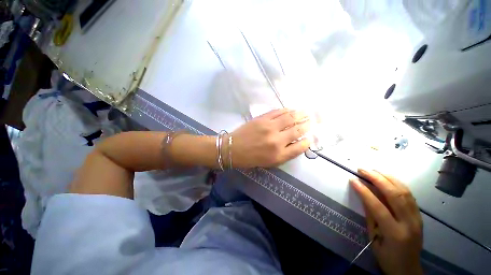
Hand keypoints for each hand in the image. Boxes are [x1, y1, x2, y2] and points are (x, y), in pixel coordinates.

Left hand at [231, 109, 310, 167]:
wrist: (233, 149)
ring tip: (306, 112)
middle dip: (307, 125)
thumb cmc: (251, 158)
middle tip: (312, 120)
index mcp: (278, 155)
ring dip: (300, 114)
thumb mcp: (270, 162)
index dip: (307, 141)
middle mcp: (276, 140)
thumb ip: (285, 153)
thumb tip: (297, 143)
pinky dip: (286, 110)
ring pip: (290, 118)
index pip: (299, 147)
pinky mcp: (262, 119)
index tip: (310, 137)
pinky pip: (278, 112)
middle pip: (297, 130)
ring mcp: (269, 127)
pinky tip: (291, 109)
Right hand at [350, 169, 423, 274]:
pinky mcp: (419, 215)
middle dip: (377, 179)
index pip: (378, 207)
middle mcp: (409, 223)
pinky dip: (398, 183)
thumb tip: (363, 195)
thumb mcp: (374, 239)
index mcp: (395, 233)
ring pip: (405, 192)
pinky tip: (388, 178)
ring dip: (388, 178)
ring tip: (374, 170)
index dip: (364, 191)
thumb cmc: (387, 257)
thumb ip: (371, 216)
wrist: (408, 268)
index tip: (353, 179)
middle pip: (395, 195)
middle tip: (363, 170)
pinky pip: (409, 195)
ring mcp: (417, 218)